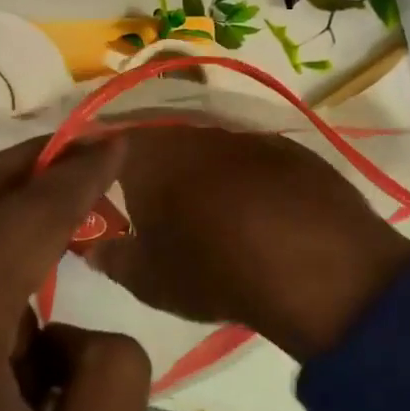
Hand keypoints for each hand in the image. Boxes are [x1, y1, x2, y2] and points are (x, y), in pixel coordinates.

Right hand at [87, 125, 409, 362]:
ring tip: (205, 213)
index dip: (98, 159)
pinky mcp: (290, 148)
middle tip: (151, 204)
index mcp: (151, 152)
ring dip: (200, 173)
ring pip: (209, 148)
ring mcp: (248, 136)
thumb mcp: (150, 279)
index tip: (95, 184)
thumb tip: (96, 248)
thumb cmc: (214, 269)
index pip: (109, 139)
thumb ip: (114, 259)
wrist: (314, 263)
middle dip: (152, 168)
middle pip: (161, 140)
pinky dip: (244, 180)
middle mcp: (197, 131)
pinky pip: (252, 160)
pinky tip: (255, 213)